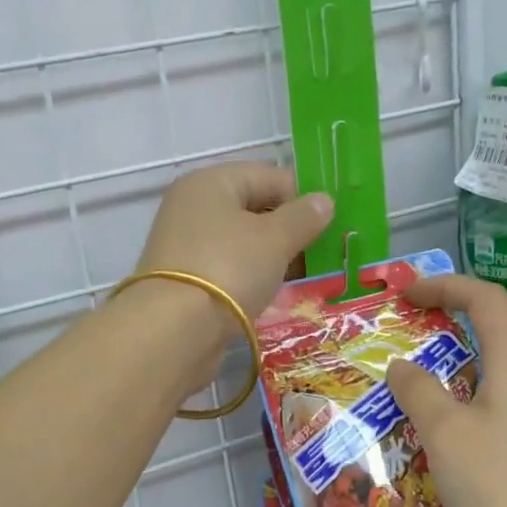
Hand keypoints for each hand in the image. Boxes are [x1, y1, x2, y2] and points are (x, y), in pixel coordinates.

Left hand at [127, 163, 332, 380]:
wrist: (174, 330)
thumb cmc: (229, 267)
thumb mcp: (275, 238)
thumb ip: (303, 217)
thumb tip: (324, 201)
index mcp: (210, 182)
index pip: (268, 176)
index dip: (302, 195)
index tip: (333, 221)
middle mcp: (193, 207)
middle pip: (253, 209)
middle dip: (289, 228)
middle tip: (324, 251)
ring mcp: (186, 245)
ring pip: (242, 242)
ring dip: (274, 256)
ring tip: (307, 275)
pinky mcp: (185, 281)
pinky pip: (229, 269)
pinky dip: (253, 277)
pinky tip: (276, 294)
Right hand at [385, 275, 506, 506]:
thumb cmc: (494, 484)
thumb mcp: (443, 431)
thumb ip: (418, 389)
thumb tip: (401, 366)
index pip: (488, 299)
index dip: (447, 285)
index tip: (406, 294)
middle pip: (498, 323)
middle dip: (454, 309)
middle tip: (412, 318)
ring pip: (498, 360)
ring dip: (459, 348)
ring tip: (419, 360)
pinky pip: (497, 391)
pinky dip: (466, 382)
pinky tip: (441, 410)